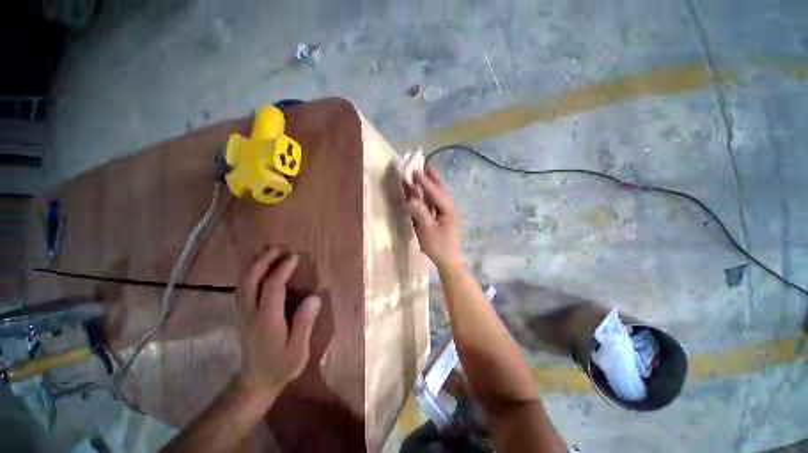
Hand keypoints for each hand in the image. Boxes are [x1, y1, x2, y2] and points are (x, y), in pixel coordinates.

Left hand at [234, 248, 320, 404]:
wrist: (255, 383)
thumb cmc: (280, 366)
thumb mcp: (298, 350)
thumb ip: (304, 324)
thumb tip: (314, 297)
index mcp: (267, 319)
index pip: (272, 286)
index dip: (283, 268)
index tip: (294, 256)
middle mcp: (251, 312)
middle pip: (251, 279)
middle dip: (263, 260)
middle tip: (278, 248)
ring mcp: (243, 313)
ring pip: (243, 282)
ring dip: (254, 264)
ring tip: (268, 252)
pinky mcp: (242, 315)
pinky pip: (242, 288)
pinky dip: (249, 273)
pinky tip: (258, 269)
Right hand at [406, 168, 461, 269]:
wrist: (447, 260)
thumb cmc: (438, 246)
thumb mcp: (427, 230)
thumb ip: (420, 213)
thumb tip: (411, 199)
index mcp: (447, 210)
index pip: (435, 193)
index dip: (425, 182)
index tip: (415, 171)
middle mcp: (447, 208)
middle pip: (440, 190)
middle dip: (432, 178)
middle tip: (426, 166)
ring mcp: (445, 213)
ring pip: (437, 196)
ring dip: (431, 185)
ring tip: (426, 174)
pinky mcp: (441, 218)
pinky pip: (434, 203)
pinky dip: (428, 196)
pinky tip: (424, 193)